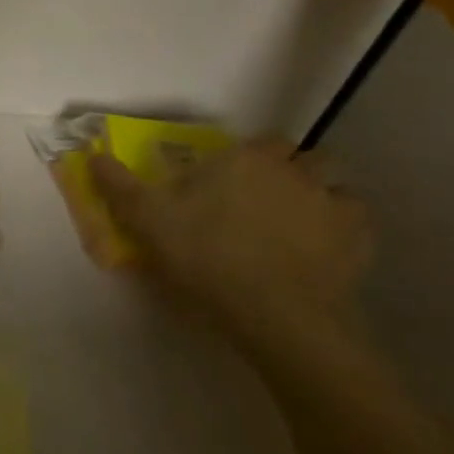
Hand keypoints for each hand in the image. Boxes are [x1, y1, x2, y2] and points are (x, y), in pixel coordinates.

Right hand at [89, 140, 371, 345]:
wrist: (274, 313)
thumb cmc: (205, 253)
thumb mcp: (145, 217)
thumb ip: (117, 183)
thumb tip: (93, 153)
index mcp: (246, 160)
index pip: (262, 140)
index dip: (249, 155)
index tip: (229, 176)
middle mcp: (295, 172)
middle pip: (306, 157)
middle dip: (291, 169)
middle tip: (264, 197)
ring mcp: (334, 206)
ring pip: (336, 186)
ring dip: (321, 195)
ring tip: (296, 222)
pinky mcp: (360, 243)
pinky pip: (355, 223)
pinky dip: (341, 229)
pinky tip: (319, 248)